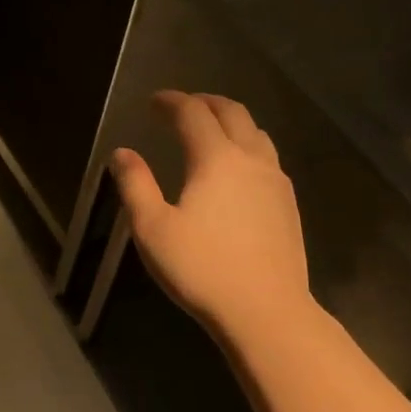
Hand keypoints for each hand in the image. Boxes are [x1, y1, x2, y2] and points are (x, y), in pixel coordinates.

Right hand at [109, 90, 310, 335]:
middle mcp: (251, 159)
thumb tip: (122, 153)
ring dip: (231, 121)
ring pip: (256, 133)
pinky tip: (238, 169)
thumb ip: (135, 186)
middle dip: (205, 102)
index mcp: (215, 159)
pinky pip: (268, 158)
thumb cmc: (201, 269)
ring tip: (212, 129)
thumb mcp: (152, 229)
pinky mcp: (288, 204)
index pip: (193, 114)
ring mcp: (276, 181)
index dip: (171, 102)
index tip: (153, 101)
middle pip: (232, 113)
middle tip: (183, 105)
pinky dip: (248, 146)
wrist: (265, 310)